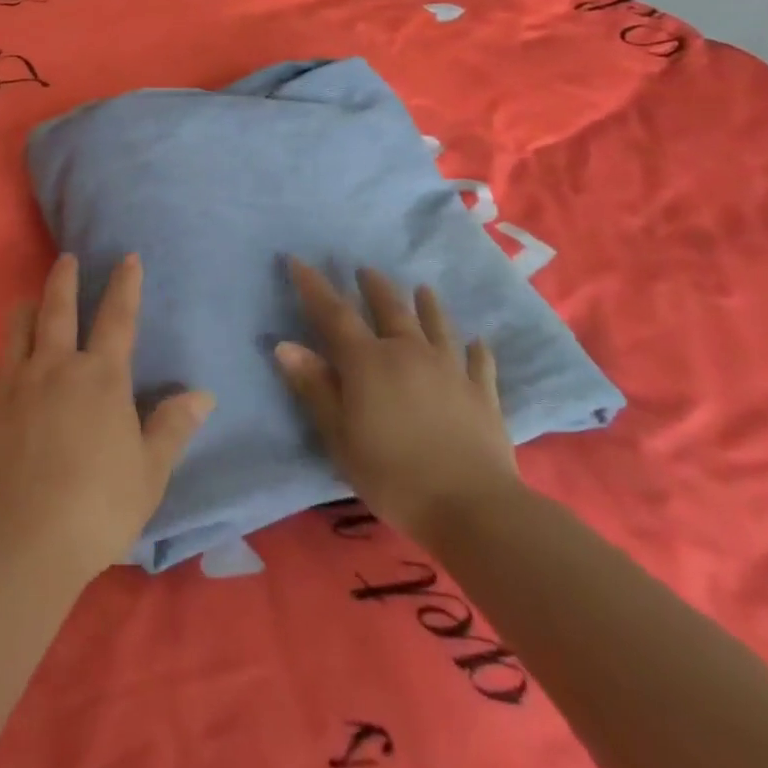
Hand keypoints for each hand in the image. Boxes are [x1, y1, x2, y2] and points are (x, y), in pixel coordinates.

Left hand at [0, 254, 213, 581]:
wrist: (21, 542)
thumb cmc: (97, 507)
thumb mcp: (149, 473)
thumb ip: (172, 428)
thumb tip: (202, 394)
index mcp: (100, 378)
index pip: (117, 318)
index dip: (125, 285)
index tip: (127, 258)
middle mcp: (54, 368)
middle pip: (57, 308)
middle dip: (63, 279)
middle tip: (65, 258)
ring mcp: (12, 386)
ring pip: (16, 330)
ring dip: (25, 311)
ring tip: (29, 303)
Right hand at [276, 260, 520, 548]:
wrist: (473, 507)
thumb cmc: (392, 474)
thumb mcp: (340, 435)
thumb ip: (315, 387)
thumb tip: (285, 345)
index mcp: (368, 361)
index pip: (334, 314)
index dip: (314, 287)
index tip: (298, 260)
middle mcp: (409, 353)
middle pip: (390, 309)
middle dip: (374, 287)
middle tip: (366, 270)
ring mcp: (450, 370)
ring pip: (436, 326)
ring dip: (427, 305)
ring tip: (422, 288)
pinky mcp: (482, 394)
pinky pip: (479, 362)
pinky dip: (476, 349)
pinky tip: (478, 341)